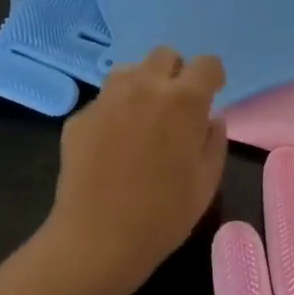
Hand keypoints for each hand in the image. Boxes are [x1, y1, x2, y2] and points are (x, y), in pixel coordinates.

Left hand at [40, 47, 227, 294]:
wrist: (97, 239)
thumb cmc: (163, 215)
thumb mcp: (206, 182)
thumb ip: (214, 141)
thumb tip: (211, 119)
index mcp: (183, 101)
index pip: (207, 64)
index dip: (212, 78)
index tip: (210, 97)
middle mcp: (144, 88)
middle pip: (164, 55)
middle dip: (175, 73)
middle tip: (175, 108)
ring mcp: (106, 99)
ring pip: (129, 71)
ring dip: (142, 86)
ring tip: (142, 120)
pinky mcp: (79, 117)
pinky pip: (103, 102)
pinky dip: (113, 113)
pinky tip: (112, 146)